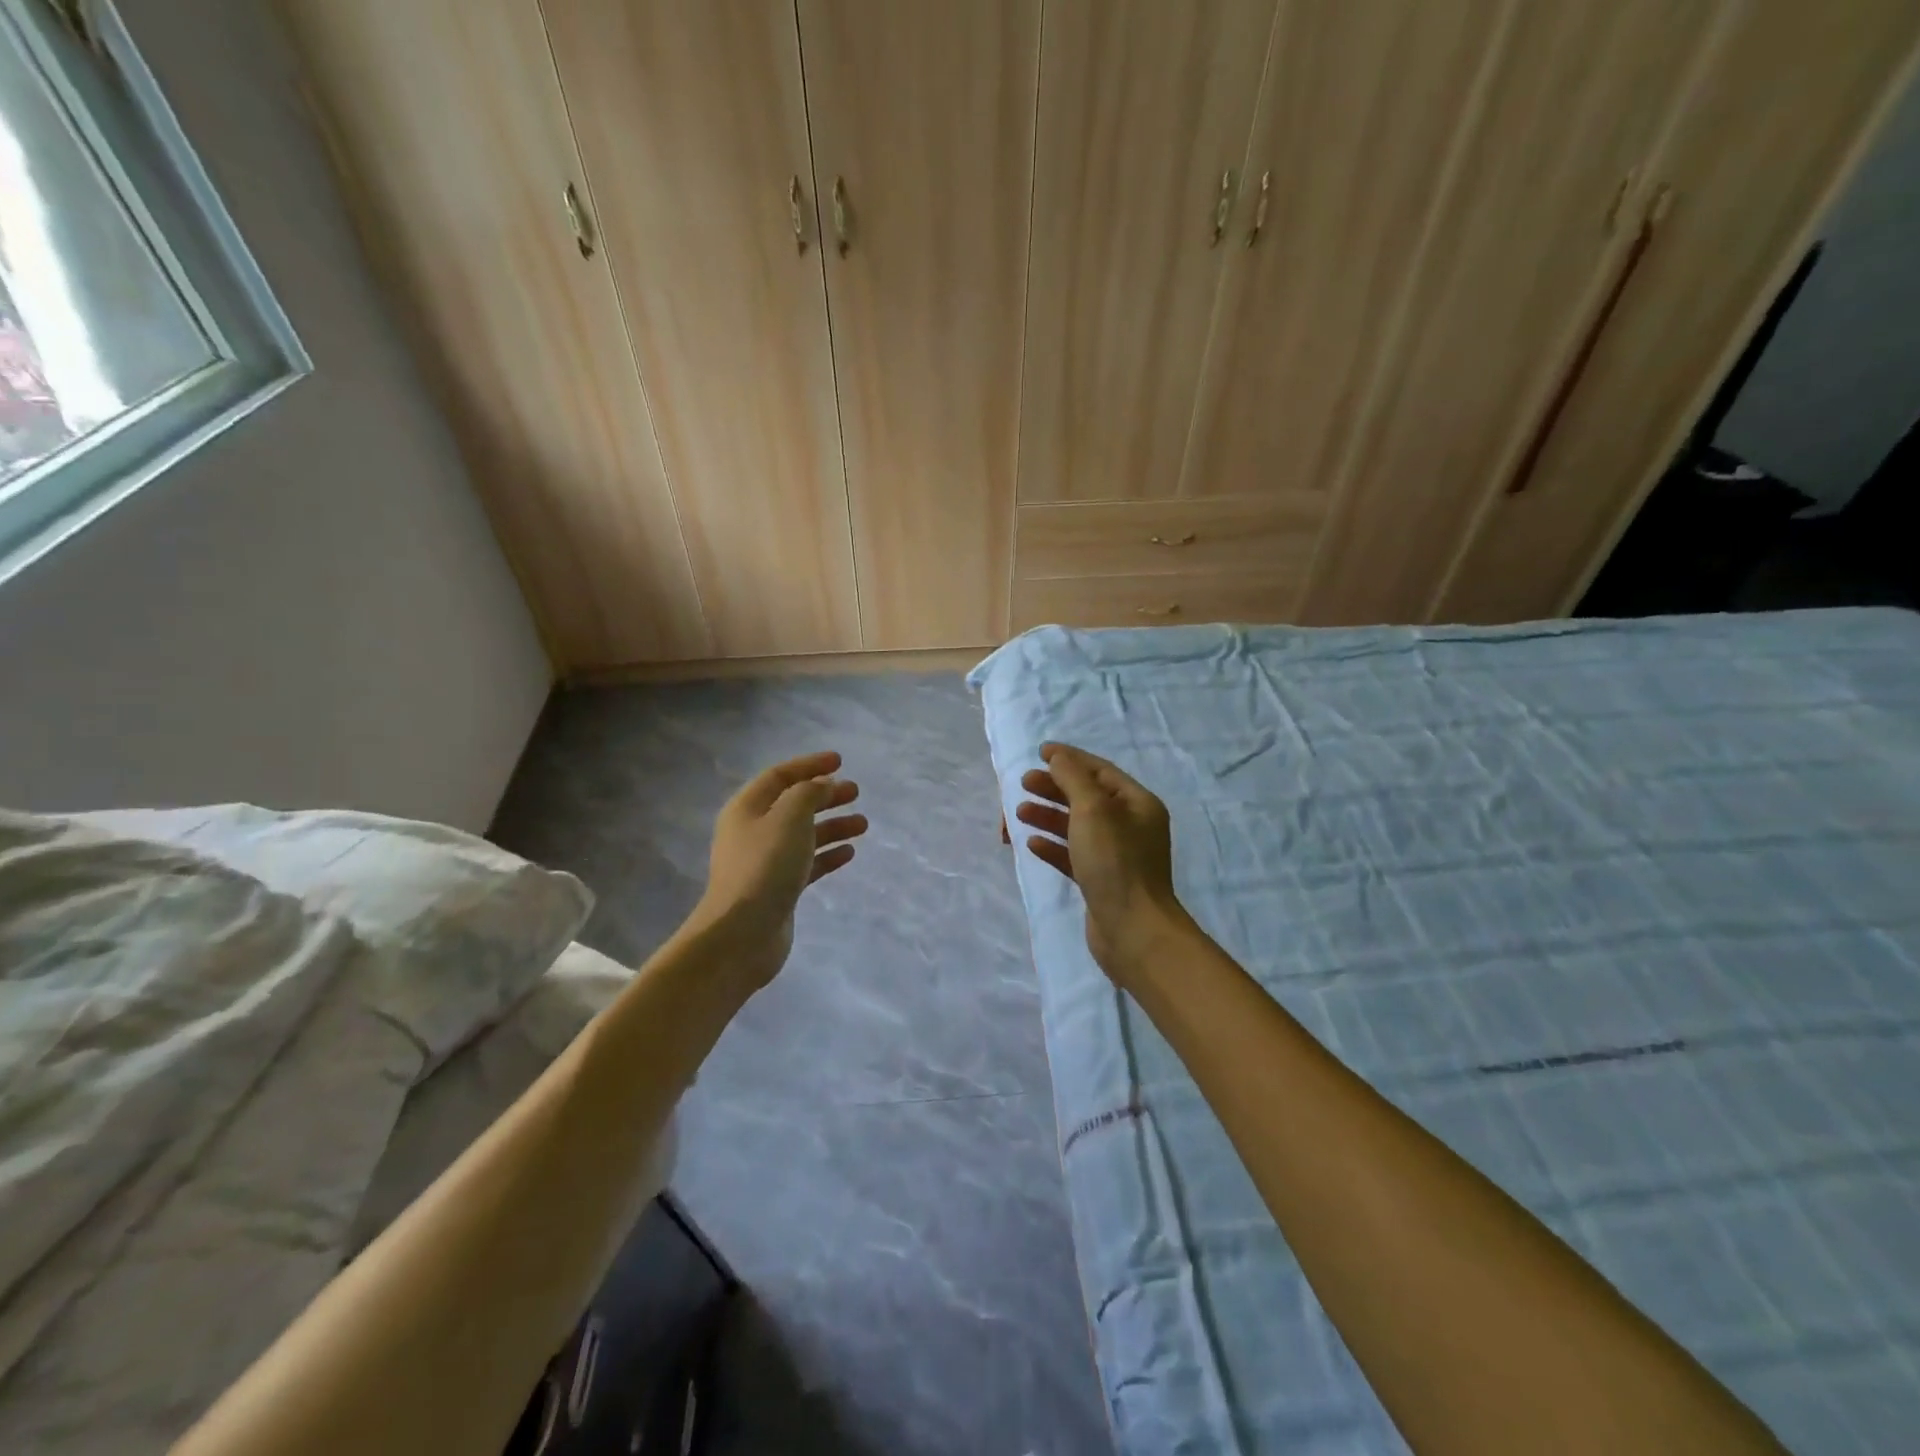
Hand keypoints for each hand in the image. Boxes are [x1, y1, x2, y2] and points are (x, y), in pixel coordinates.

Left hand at [694, 751, 865, 987]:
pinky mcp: (778, 889)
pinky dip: (827, 855)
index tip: (840, 762)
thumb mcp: (790, 818)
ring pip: (804, 834)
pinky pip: (807, 863)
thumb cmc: (765, 867)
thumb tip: (822, 785)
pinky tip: (849, 853)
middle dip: (825, 795)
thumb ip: (808, 794)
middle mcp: (753, 831)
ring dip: (832, 826)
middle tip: (855, 792)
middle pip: (794, 804)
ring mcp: (765, 862)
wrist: (742, 935)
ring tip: (863, 825)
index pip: (780, 776)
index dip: (810, 765)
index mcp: (748, 808)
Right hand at [1016, 742, 1188, 985]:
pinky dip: (1053, 846)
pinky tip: (1032, 844)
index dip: (1070, 759)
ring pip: (1078, 826)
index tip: (1039, 753)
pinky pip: (1074, 855)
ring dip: (1049, 815)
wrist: (1132, 930)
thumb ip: (1073, 779)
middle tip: (1024, 783)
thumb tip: (1058, 757)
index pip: (1100, 771)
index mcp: (1137, 804)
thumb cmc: (1115, 862)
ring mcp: (1117, 856)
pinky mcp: (1102, 881)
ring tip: (1019, 812)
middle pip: (1087, 797)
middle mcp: (1131, 826)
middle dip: (1055, 787)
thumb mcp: (1092, 810)